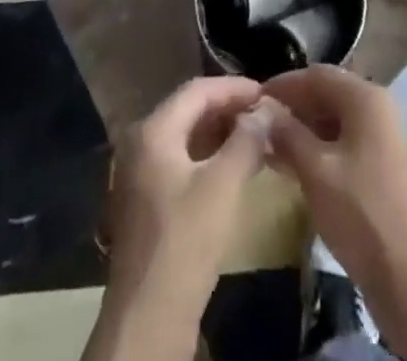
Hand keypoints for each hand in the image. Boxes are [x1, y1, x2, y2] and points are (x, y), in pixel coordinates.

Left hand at [103, 76, 272, 314]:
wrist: (148, 318)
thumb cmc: (186, 241)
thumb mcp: (223, 185)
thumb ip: (246, 141)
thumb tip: (265, 111)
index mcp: (152, 130)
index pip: (198, 90)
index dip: (234, 88)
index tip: (267, 93)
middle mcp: (140, 143)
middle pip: (189, 110)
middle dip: (228, 109)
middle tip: (264, 114)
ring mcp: (139, 174)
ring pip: (185, 137)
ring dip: (220, 133)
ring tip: (256, 137)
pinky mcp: (145, 201)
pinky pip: (180, 161)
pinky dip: (208, 157)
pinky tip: (234, 167)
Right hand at [262, 66, 406, 311]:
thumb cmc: (361, 214)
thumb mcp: (316, 171)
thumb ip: (288, 134)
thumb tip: (263, 111)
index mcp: (366, 98)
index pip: (317, 75)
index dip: (283, 84)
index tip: (251, 99)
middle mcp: (378, 108)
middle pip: (328, 94)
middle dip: (292, 107)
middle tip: (257, 124)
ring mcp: (384, 138)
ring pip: (335, 120)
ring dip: (303, 130)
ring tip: (267, 147)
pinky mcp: (383, 165)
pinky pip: (345, 143)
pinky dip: (318, 148)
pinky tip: (292, 166)